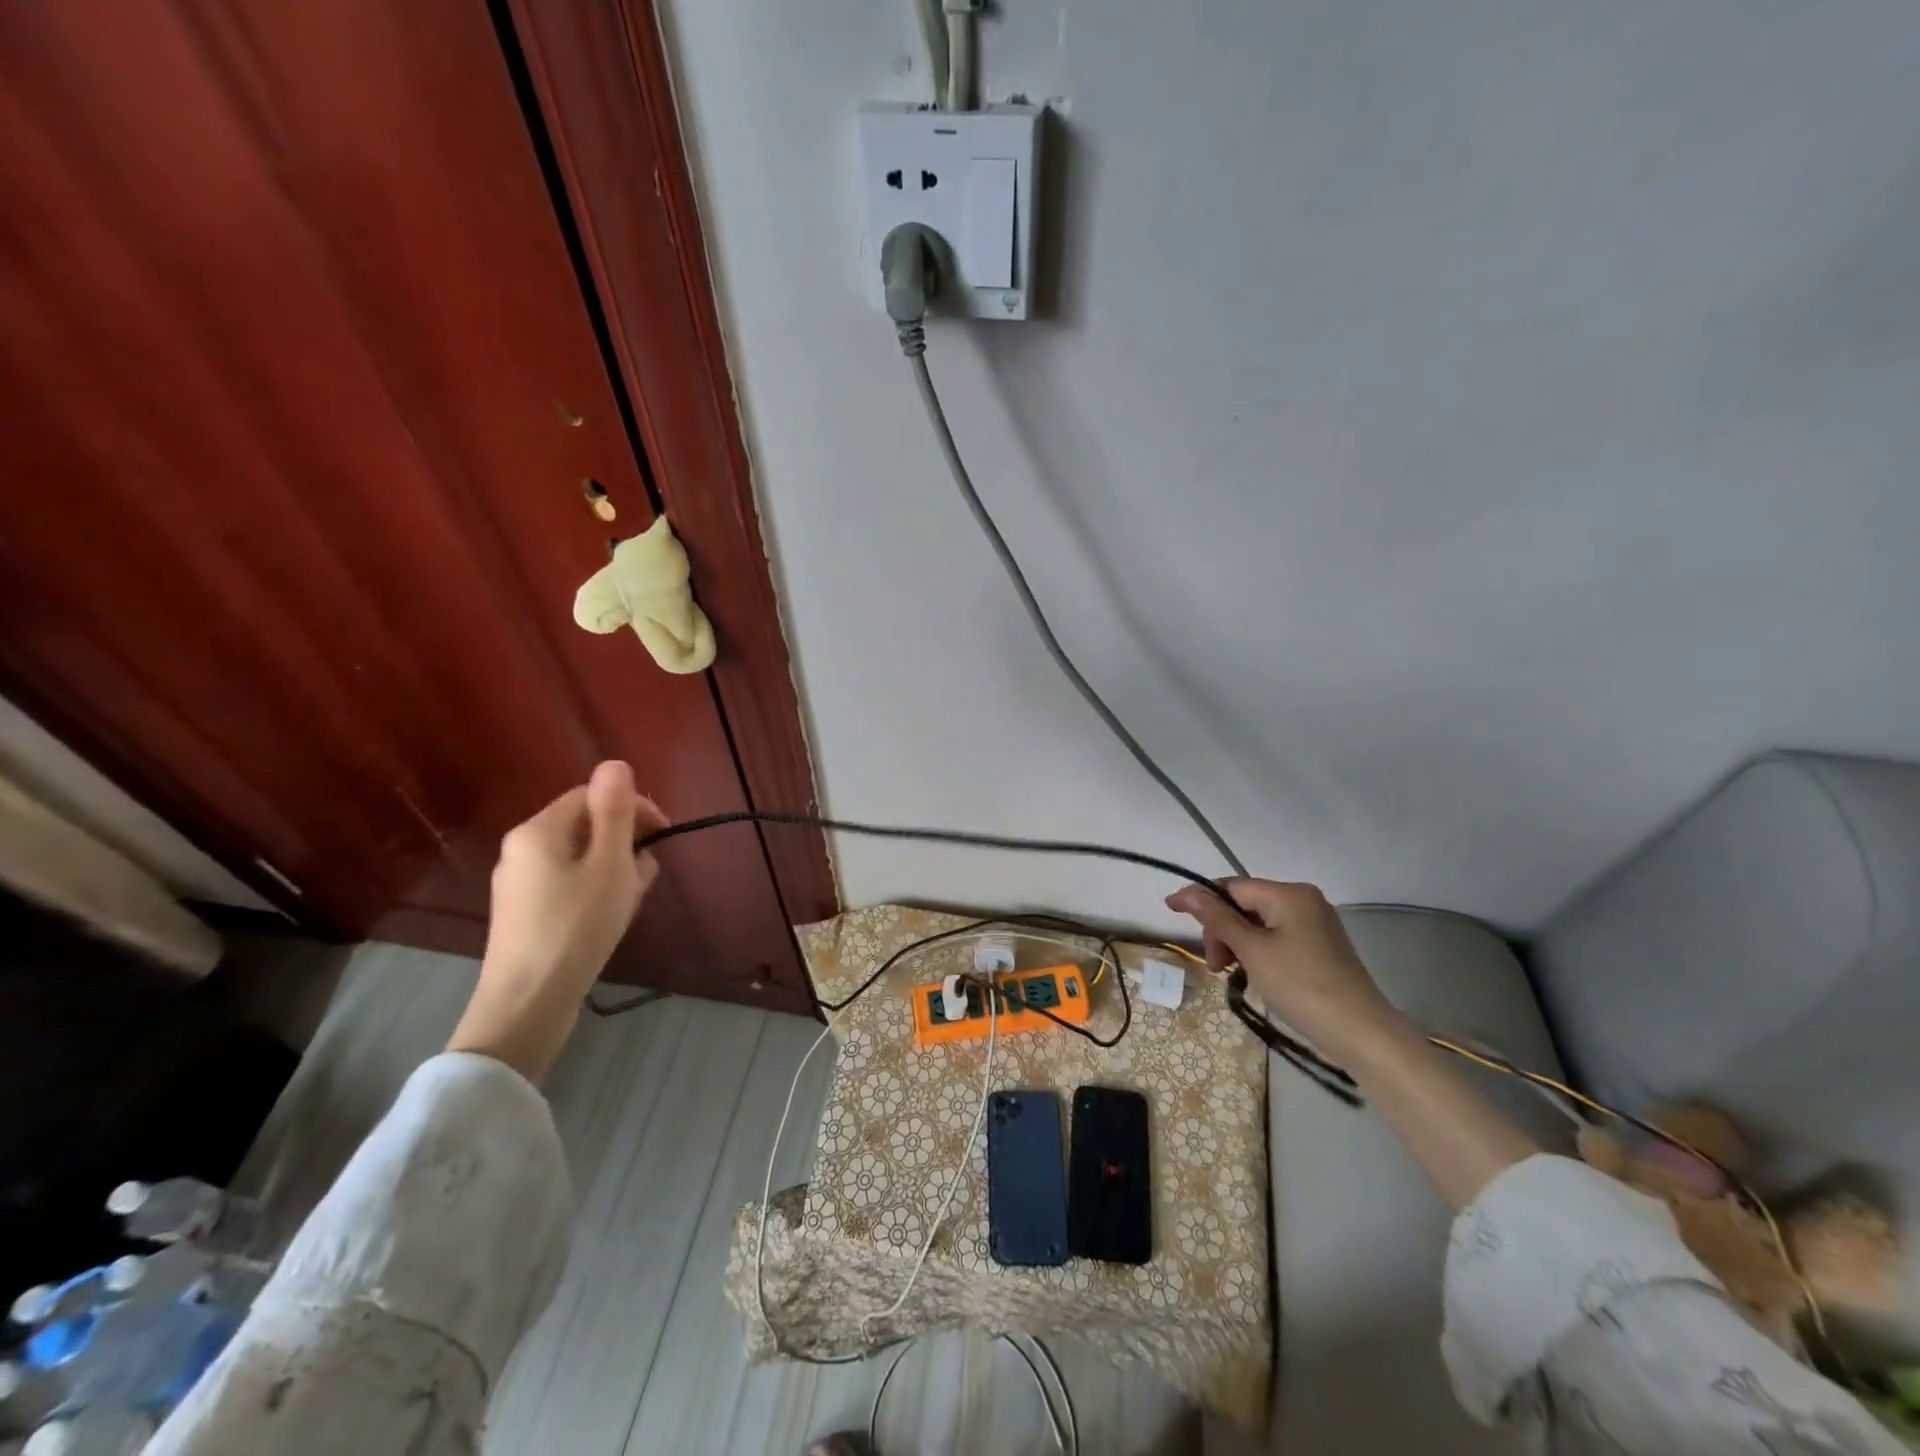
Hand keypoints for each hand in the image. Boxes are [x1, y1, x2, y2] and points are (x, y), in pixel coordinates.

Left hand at [448, 761, 668, 1082]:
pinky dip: (594, 890)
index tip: (663, 837)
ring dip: (614, 868)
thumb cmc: (576, 926)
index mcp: (538, 831)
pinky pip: (567, 884)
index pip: (592, 796)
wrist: (528, 1003)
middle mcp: (521, 850)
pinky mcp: (523, 914)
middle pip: (585, 826)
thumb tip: (615, 763)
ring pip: (580, 858)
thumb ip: (614, 812)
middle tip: (648, 875)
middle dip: (625, 842)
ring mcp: (519, 884)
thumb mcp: (609, 864)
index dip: (633, 808)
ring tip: (632, 899)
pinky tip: (609, 917)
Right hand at [1165, 879, 1399, 1060]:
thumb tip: (1186, 893)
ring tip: (1233, 974)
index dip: (1200, 899)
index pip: (1232, 887)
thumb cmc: (1300, 985)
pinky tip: (1255, 974)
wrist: (1360, 1032)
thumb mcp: (1251, 950)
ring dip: (1238, 944)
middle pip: (1245, 905)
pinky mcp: (1321, 946)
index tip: (1171, 913)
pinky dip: (1258, 952)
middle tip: (1216, 967)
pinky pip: (1277, 937)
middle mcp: (1304, 900)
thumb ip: (1216, 918)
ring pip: (1259, 924)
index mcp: (1289, 893)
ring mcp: (1316, 923)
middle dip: (1222, 931)